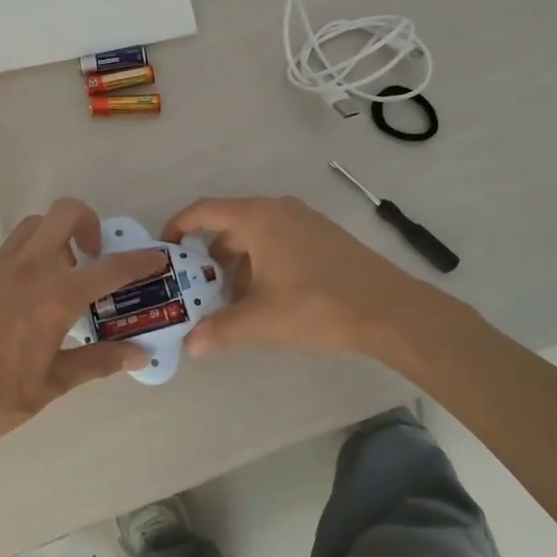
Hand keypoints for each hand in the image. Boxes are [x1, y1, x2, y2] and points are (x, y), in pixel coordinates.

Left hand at [0, 198, 167, 454]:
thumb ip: (100, 362)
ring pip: (33, 227)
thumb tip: (140, 355)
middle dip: (90, 223)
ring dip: (55, 237)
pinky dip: (26, 260)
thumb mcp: (54, 383)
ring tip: (60, 276)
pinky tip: (22, 301)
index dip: (139, 260)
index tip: (157, 256)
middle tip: (94, 257)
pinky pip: (7, 253)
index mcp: (54, 295)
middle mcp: (27, 268)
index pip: (110, 267)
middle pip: (65, 214)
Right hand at [163, 195, 430, 361]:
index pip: (204, 211)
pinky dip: (262, 263)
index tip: (165, 248)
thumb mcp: (262, 320)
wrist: (390, 309)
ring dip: (238, 264)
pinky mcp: (323, 236)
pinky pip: (278, 241)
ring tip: (233, 302)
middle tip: (197, 288)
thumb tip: (190, 345)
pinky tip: (267, 298)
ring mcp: (304, 221)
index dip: (179, 226)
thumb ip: (220, 329)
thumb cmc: (317, 306)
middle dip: (209, 256)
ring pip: (256, 236)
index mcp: (258, 218)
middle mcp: (278, 210)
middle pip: (230, 225)